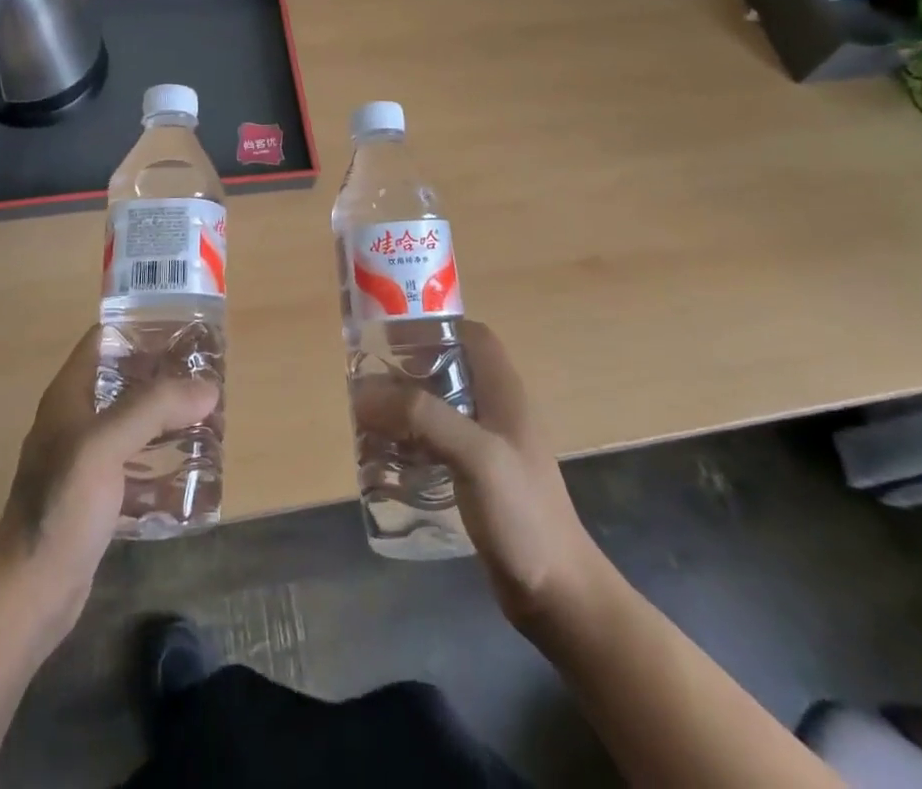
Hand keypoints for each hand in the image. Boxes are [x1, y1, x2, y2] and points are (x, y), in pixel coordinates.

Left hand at [0, 326, 217, 634]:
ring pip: (134, 426)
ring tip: (209, 421)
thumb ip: (154, 409)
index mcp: (69, 396)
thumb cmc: (61, 508)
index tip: (186, 330)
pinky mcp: (96, 498)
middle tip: (209, 379)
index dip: (142, 329)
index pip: (105, 340)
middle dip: (166, 378)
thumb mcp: (105, 445)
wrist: (29, 595)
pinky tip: (193, 476)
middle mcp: (75, 421)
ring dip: (168, 422)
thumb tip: (207, 387)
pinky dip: (162, 468)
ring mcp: (85, 461)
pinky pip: (136, 470)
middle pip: (125, 382)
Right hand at [355, 320, 605, 626]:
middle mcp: (497, 411)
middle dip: (409, 369)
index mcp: (505, 392)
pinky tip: (387, 458)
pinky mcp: (478, 478)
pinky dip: (411, 441)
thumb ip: (423, 416)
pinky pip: (437, 443)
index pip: (472, 336)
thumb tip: (364, 392)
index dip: (435, 327)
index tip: (391, 337)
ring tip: (368, 419)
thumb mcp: (474, 455)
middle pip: (450, 369)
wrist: (557, 594)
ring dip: (405, 407)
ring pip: (440, 407)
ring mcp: (488, 446)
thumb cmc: (522, 514)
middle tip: (369, 382)